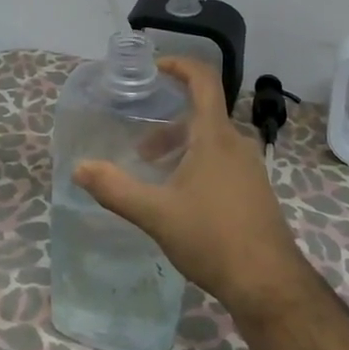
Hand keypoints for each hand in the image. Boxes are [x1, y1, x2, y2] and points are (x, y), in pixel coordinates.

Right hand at [74, 58, 310, 317]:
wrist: (269, 284)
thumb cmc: (213, 238)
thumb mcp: (156, 214)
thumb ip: (115, 189)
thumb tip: (79, 168)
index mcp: (216, 135)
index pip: (203, 79)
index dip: (179, 65)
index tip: (154, 69)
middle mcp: (236, 142)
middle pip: (201, 114)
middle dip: (167, 124)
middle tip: (140, 147)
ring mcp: (250, 167)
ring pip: (211, 140)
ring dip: (181, 147)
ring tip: (155, 175)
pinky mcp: (255, 190)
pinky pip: (223, 160)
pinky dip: (198, 163)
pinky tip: (182, 198)